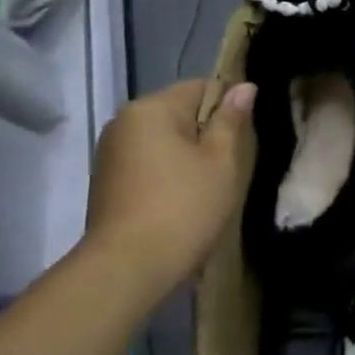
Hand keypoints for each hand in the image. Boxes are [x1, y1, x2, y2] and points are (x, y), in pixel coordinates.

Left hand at [84, 80, 255, 300]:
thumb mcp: (221, 160)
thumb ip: (231, 120)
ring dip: (190, 153)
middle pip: (181, 111)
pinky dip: (170, 171)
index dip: (230, 105)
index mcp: (152, 109)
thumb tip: (244, 87)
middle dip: (208, 131)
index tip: (244, 136)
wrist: (128, 268)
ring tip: (208, 185)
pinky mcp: (109, 180)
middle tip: (229, 165)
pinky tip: (183, 198)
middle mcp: (125, 122)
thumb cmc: (184, 207)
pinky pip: (150, 160)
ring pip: (166, 138)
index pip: (202, 86)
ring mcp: (112, 152)